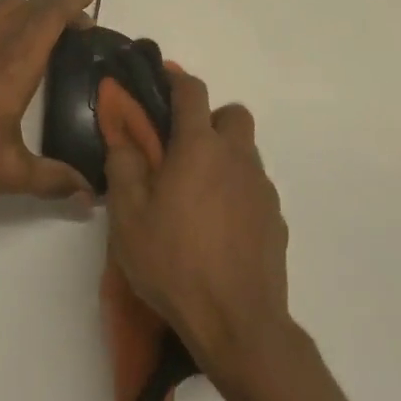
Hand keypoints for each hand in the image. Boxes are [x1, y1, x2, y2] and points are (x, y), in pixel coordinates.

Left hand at [0, 0, 96, 208]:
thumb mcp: (10, 174)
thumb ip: (55, 180)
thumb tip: (91, 196)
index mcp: (12, 67)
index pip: (47, 18)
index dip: (72, 2)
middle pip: (28, 6)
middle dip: (56, 7)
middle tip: (79, 28)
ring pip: (3, 10)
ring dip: (29, 12)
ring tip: (46, 39)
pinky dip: (6, 25)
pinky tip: (7, 58)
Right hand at [104, 65, 293, 380]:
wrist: (237, 323)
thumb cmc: (174, 263)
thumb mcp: (129, 217)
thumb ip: (124, 166)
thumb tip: (123, 136)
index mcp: (199, 148)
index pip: (192, 92)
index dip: (176, 78)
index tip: (162, 77)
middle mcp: (237, 158)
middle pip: (233, 115)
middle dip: (210, 118)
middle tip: (182, 147)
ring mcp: (262, 190)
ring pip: (246, 152)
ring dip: (223, 156)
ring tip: (196, 192)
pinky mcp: (277, 220)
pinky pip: (255, 187)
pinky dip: (237, 190)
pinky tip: (218, 224)